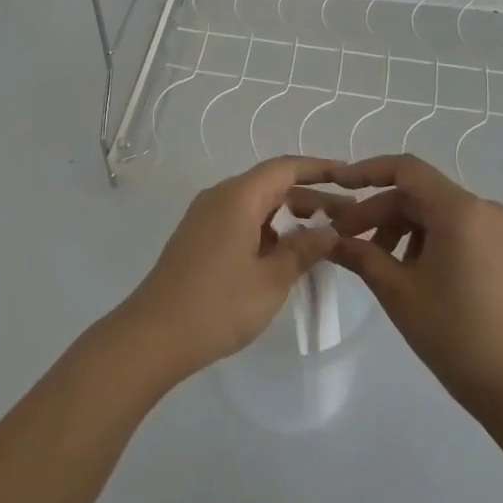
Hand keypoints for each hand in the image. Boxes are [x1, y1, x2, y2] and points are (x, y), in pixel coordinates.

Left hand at [116, 157, 342, 384]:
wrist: (154, 335)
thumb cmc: (218, 304)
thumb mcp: (271, 280)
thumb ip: (303, 250)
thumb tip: (330, 231)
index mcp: (238, 196)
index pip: (285, 168)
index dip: (319, 169)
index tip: (349, 176)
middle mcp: (220, 196)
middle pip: (272, 185)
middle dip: (311, 198)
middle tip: (349, 217)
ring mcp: (205, 217)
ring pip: (257, 204)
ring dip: (290, 216)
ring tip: (324, 236)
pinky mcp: (198, 237)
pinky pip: (241, 220)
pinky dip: (268, 229)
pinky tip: (286, 253)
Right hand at [296, 155, 502, 416]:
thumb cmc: (454, 333)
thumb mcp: (397, 291)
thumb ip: (359, 254)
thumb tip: (327, 238)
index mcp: (459, 209)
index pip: (405, 169)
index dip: (366, 171)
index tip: (336, 185)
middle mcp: (480, 208)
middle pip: (416, 193)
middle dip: (377, 211)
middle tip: (343, 238)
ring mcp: (493, 228)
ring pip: (432, 211)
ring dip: (398, 227)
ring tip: (373, 260)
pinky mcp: (499, 248)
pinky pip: (451, 227)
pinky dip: (422, 238)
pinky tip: (404, 269)